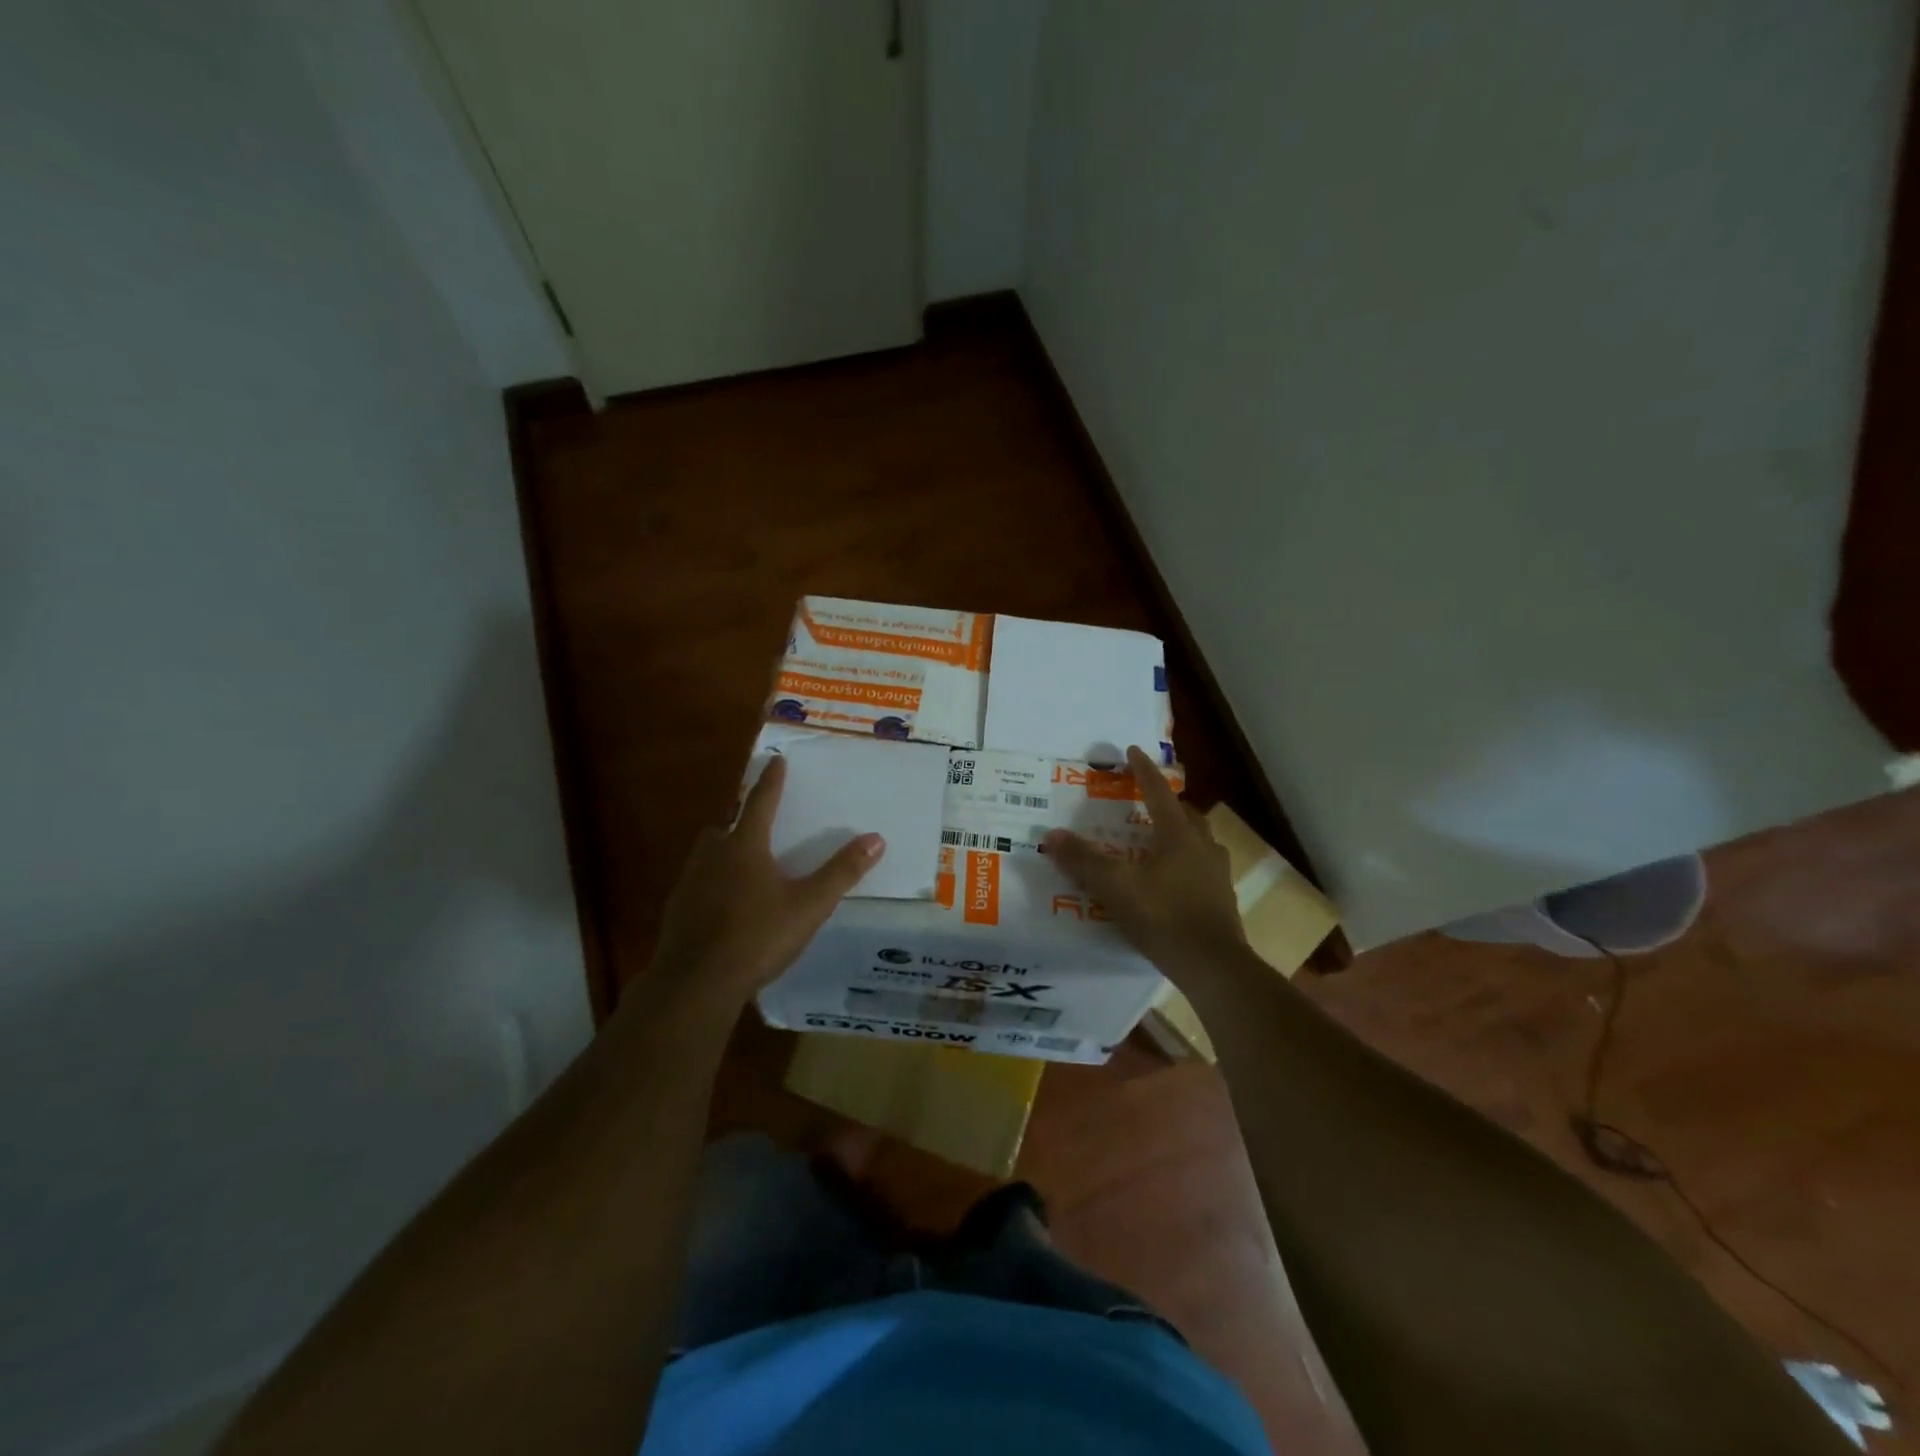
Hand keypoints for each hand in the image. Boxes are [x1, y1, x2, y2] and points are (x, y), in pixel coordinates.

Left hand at [645, 755, 884, 1011]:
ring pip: (707, 852)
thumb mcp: (809, 905)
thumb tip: (876, 838)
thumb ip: (842, 872)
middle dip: (740, 817)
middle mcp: (712, 855)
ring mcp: (689, 882)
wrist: (695, 984)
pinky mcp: (677, 910)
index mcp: (745, 846)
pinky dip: (712, 881)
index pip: (760, 801)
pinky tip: (724, 903)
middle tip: (757, 819)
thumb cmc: (757, 937)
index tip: (775, 759)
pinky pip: (697, 882)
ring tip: (743, 861)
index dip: (771, 780)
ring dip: (724, 848)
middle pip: (725, 824)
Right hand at [1043, 746, 1246, 984]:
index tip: (1132, 750)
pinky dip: (1184, 864)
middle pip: (1185, 815)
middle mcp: (1203, 847)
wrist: (1213, 966)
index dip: (1143, 770)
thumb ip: (1083, 861)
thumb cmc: (1164, 917)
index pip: (1158, 792)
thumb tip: (1051, 835)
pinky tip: (1170, 881)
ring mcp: (1217, 874)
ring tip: (1157, 842)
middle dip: (1165, 804)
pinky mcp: (1221, 901)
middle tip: (1145, 803)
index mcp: (1178, 835)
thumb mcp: (1115, 887)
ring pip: (1198, 842)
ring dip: (1179, 834)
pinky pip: (1201, 869)